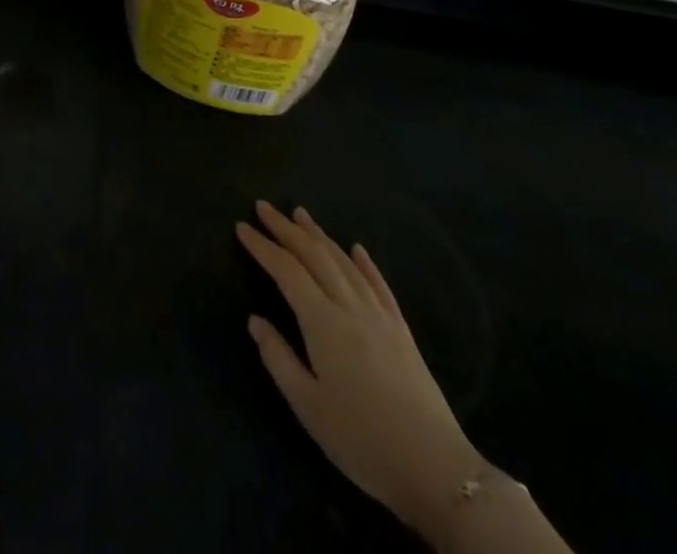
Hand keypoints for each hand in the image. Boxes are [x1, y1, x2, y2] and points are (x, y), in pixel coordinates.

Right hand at [238, 202, 479, 534]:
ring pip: (344, 262)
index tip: (241, 227)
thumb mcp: (308, 406)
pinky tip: (356, 248)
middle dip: (286, 228)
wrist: (435, 468)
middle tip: (263, 207)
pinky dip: (364, 262)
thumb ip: (278, 358)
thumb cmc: (361, 439)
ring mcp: (379, 315)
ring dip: (319, 235)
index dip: (262, 246)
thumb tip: (255, 320)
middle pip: (314, 255)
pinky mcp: (402, 330)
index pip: (286, 270)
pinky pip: (379, 284)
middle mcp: (349, 306)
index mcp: (322, 322)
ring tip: (300, 214)